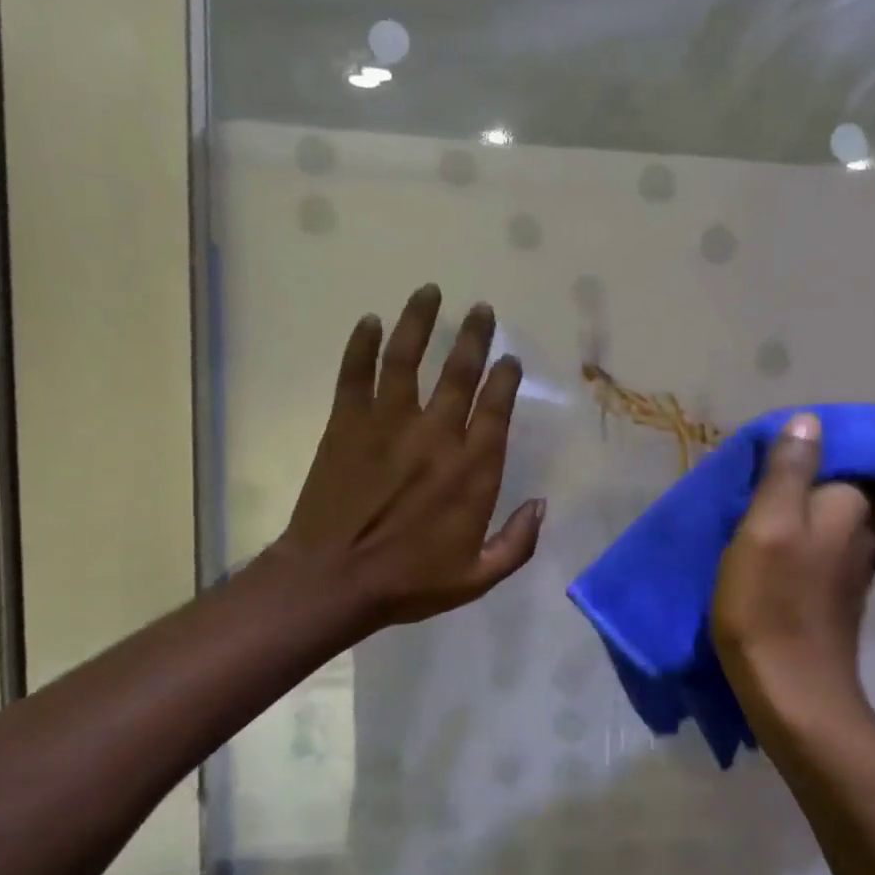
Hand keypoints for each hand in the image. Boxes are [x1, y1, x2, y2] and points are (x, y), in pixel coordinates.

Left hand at [279, 284, 543, 631]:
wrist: (333, 580)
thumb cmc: (409, 582)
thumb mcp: (478, 578)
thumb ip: (517, 543)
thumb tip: (541, 505)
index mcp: (472, 469)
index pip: (496, 408)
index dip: (505, 378)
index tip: (509, 359)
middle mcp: (436, 434)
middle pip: (459, 372)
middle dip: (473, 337)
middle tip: (481, 309)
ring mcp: (387, 424)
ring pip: (406, 359)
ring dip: (419, 321)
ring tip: (429, 292)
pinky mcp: (346, 424)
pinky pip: (354, 374)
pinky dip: (360, 345)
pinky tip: (369, 321)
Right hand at [711, 414, 874, 728]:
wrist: (790, 689)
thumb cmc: (771, 602)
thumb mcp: (766, 526)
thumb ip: (789, 472)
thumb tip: (812, 421)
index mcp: (849, 508)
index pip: (867, 458)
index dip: (842, 442)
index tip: (810, 436)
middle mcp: (864, 534)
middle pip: (863, 489)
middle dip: (840, 471)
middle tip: (797, 461)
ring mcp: (855, 569)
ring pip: (848, 519)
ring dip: (825, 502)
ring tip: (787, 493)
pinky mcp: (839, 597)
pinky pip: (834, 548)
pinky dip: (819, 534)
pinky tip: (792, 537)